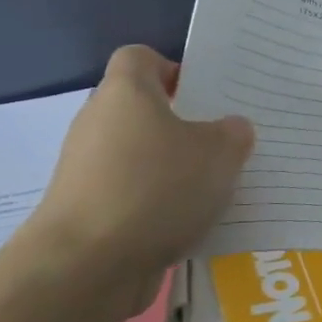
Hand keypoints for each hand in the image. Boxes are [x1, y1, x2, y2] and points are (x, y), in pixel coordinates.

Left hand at [23, 46, 253, 306]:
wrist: (87, 264)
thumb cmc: (156, 188)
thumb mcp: (220, 153)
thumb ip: (233, 133)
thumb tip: (230, 129)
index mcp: (127, 93)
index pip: (141, 58)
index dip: (174, 69)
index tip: (207, 95)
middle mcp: (100, 123)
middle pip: (144, 110)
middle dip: (185, 125)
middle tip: (227, 142)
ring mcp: (89, 168)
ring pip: (142, 155)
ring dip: (176, 168)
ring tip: (218, 187)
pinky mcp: (89, 209)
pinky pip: (135, 193)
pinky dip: (161, 203)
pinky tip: (193, 222)